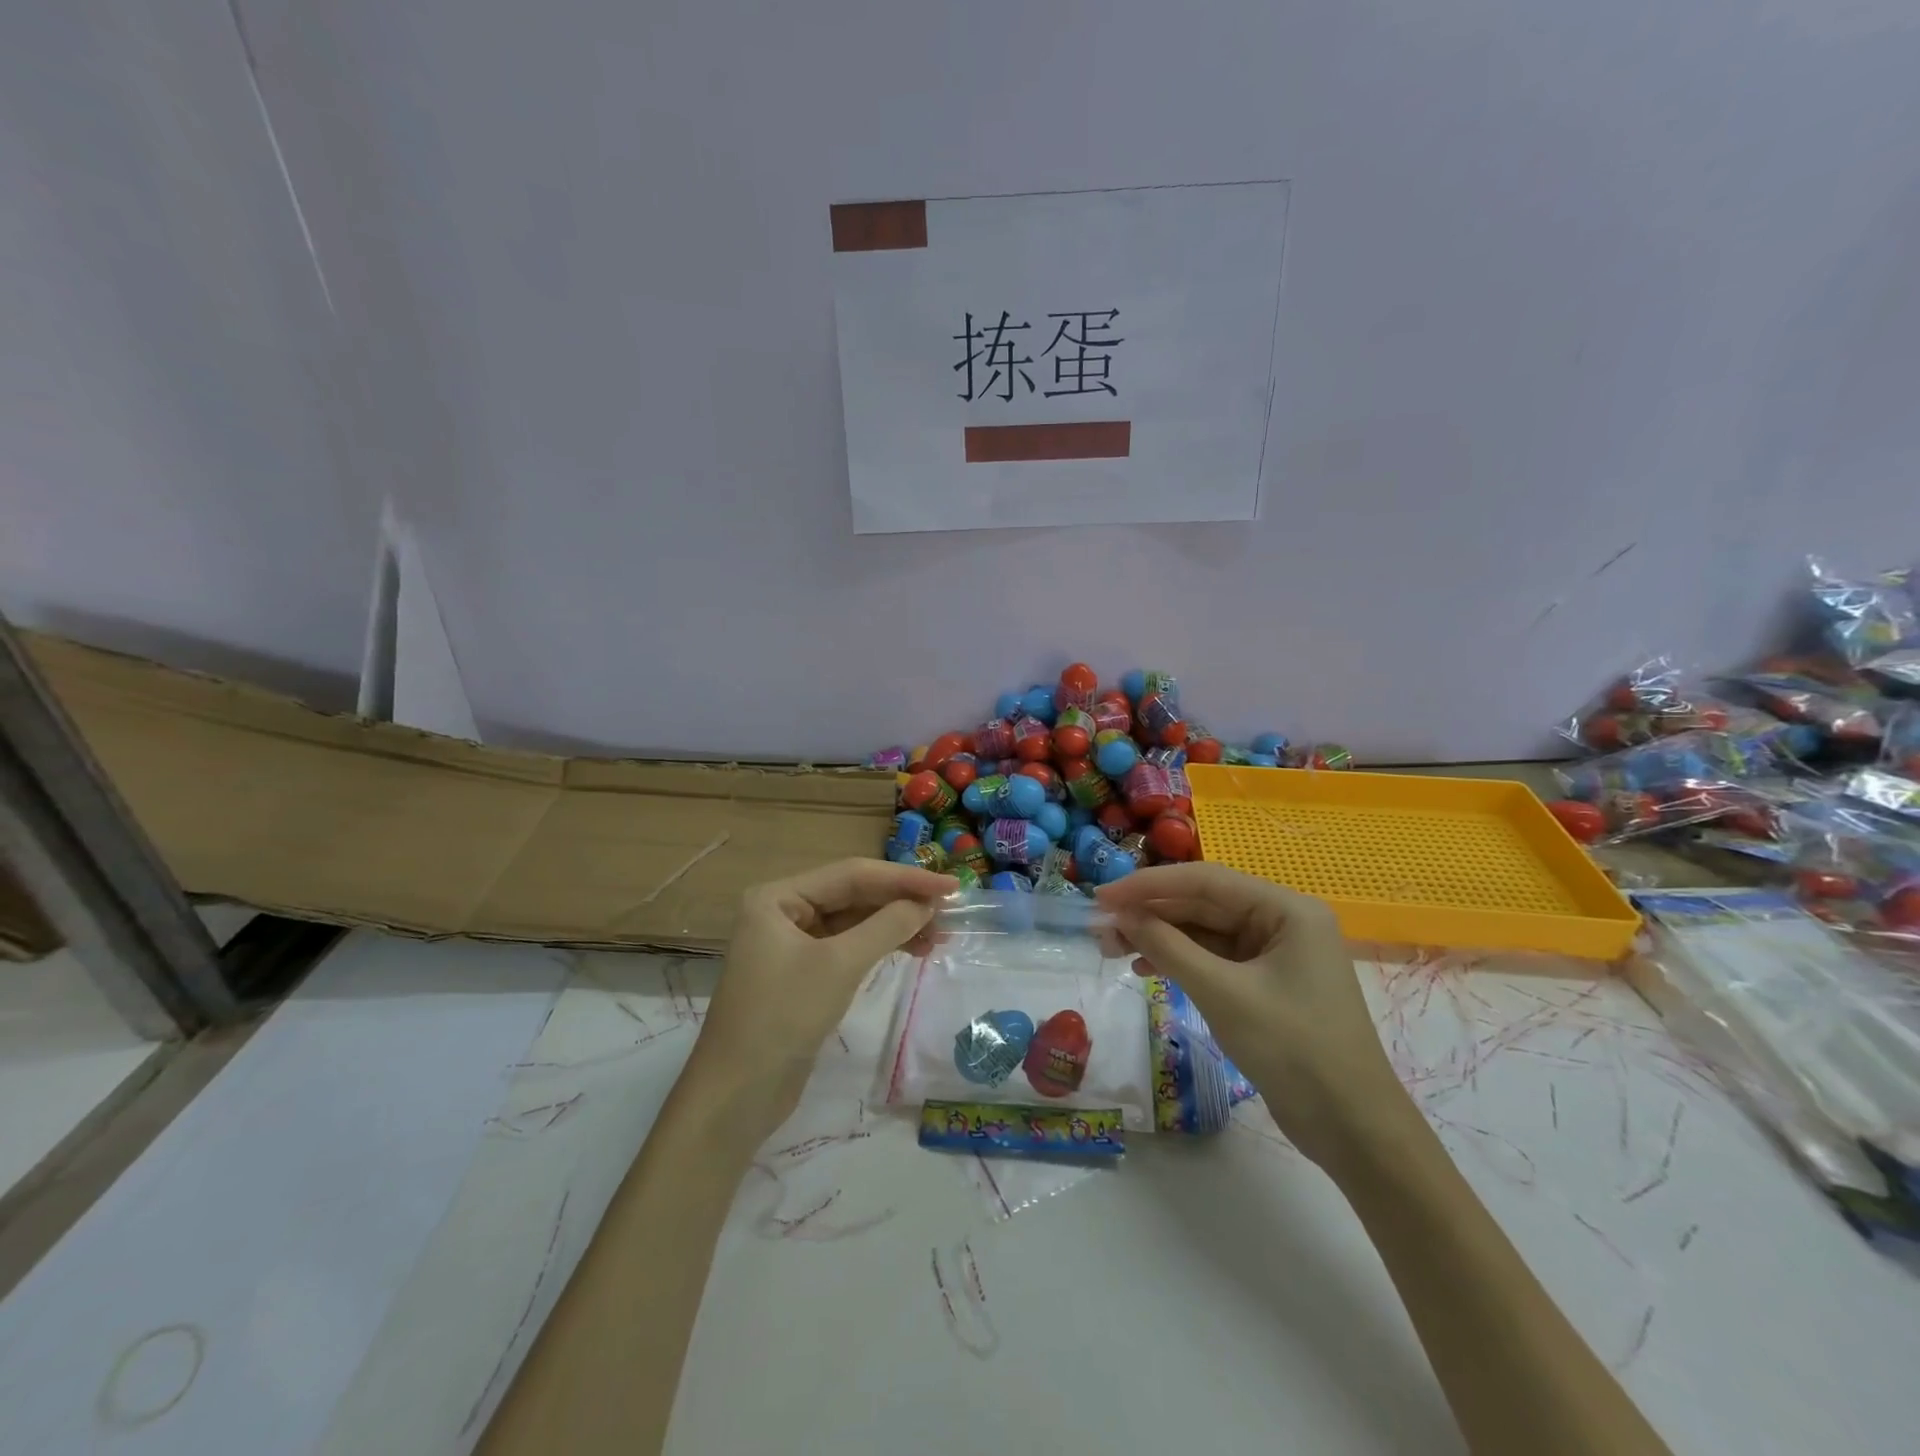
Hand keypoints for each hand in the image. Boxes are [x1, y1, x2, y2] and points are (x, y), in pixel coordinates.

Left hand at [686, 859, 951, 1140]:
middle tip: (950, 909)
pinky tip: (911, 950)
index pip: (851, 874)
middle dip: (901, 901)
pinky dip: (879, 947)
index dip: (904, 878)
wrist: (737, 1096)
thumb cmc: (783, 1017)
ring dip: (895, 925)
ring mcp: (791, 943)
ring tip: (939, 935)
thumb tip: (928, 904)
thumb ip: (887, 926)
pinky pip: (847, 947)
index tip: (951, 884)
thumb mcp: (839, 965)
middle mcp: (782, 911)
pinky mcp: (802, 974)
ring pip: (853, 922)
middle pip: (853, 895)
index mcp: (778, 897)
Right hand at [1097, 863, 1404, 1166]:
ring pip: (1204, 932)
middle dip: (1151, 914)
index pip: (1205, 880)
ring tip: (1113, 949)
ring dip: (1159, 938)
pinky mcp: (1264, 984)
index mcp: (1286, 909)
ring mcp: (1273, 954)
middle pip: (1203, 904)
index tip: (1102, 897)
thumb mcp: (1223, 993)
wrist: (1353, 1131)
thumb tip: (1121, 916)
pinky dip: (1179, 962)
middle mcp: (1281, 921)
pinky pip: (1213, 959)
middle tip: (1101, 929)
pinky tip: (1145, 968)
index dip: (1149, 884)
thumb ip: (1168, 947)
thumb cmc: (1294, 1050)